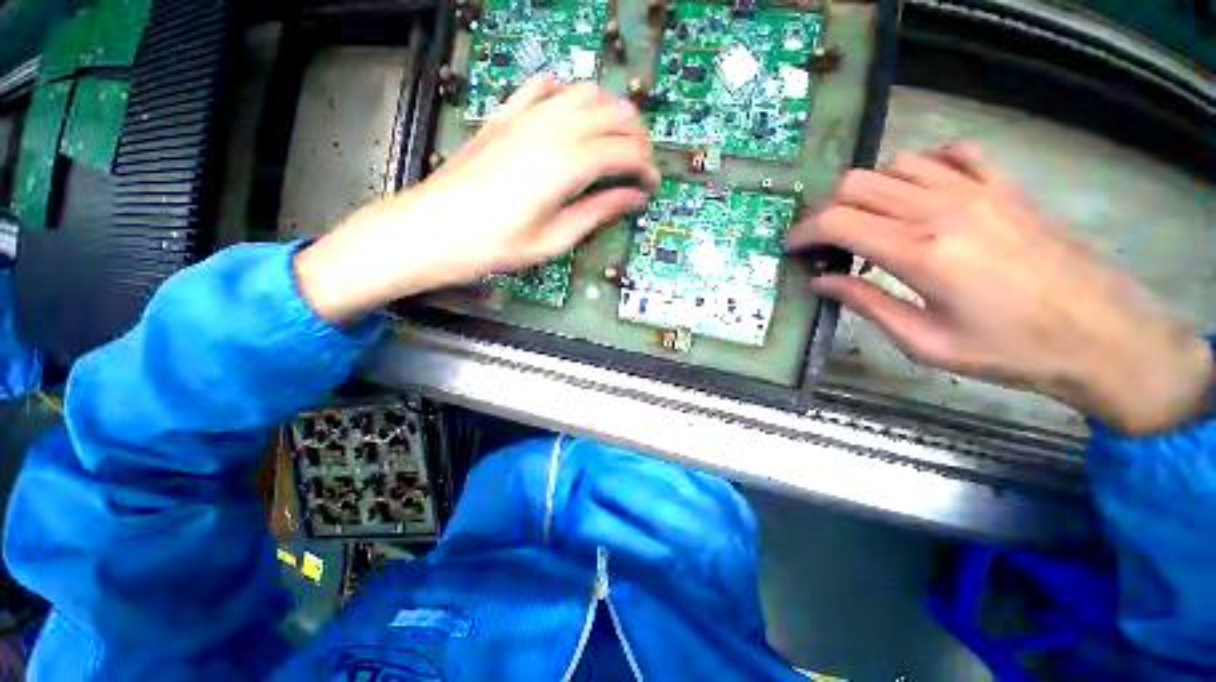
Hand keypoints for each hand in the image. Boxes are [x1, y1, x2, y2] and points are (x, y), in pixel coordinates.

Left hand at [295, 77, 658, 323]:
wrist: (431, 229)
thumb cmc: (494, 245)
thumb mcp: (553, 240)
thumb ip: (597, 213)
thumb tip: (633, 199)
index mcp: (567, 165)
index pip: (624, 152)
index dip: (646, 168)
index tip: (652, 187)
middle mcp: (552, 129)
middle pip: (613, 114)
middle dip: (637, 138)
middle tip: (641, 166)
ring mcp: (526, 116)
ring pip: (585, 93)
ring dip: (611, 112)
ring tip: (617, 141)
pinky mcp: (505, 116)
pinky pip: (544, 86)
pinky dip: (569, 93)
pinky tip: (573, 113)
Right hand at [788, 143, 1212, 434]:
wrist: (1100, 335)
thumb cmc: (1008, 350)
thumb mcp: (923, 342)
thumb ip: (865, 304)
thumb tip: (821, 283)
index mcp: (919, 251)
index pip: (837, 221)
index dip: (804, 233)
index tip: (792, 249)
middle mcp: (942, 208)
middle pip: (858, 182)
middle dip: (827, 209)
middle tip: (824, 240)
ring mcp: (977, 189)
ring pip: (897, 163)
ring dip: (869, 190)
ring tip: (868, 222)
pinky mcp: (1004, 186)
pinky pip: (951, 154)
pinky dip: (923, 167)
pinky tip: (921, 194)